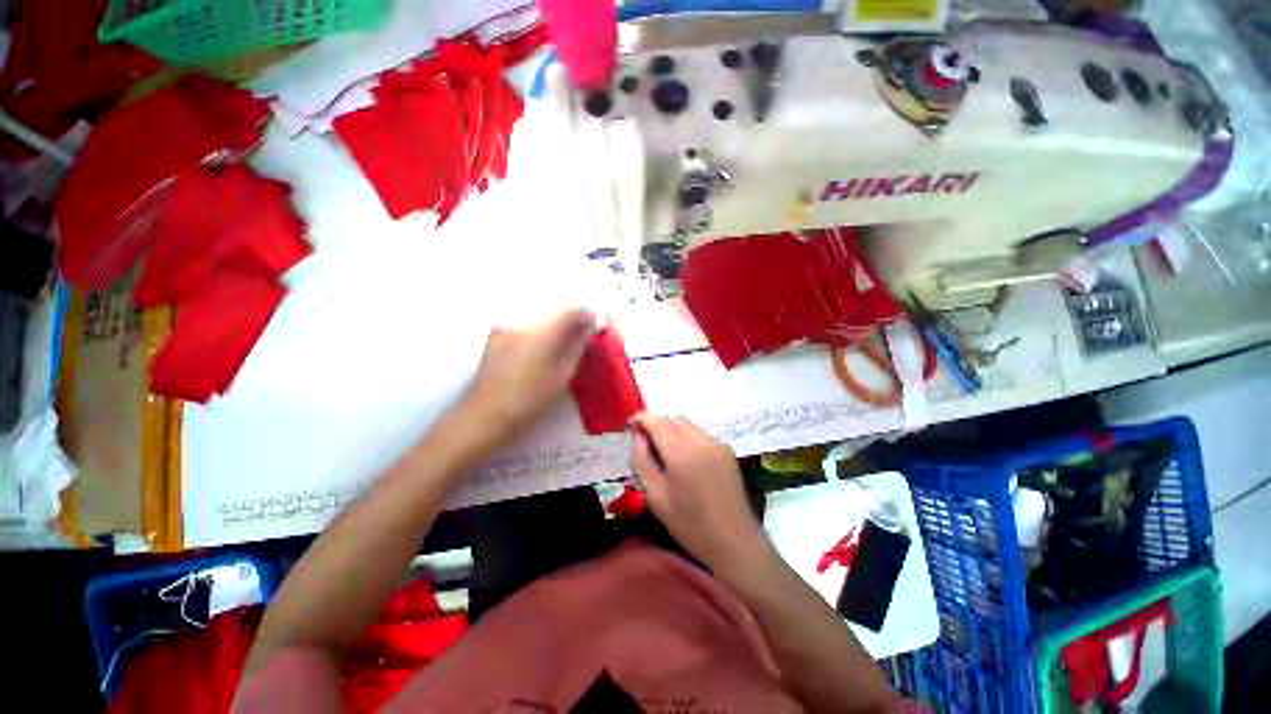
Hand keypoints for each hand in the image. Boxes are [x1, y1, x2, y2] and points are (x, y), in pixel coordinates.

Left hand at [465, 309, 596, 440]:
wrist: (486, 414)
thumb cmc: (530, 398)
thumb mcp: (562, 375)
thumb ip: (577, 347)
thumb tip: (589, 329)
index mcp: (541, 333)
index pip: (568, 311)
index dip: (584, 315)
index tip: (593, 325)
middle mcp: (522, 323)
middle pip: (552, 312)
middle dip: (569, 320)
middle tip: (579, 335)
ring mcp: (505, 328)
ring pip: (537, 319)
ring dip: (552, 327)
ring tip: (560, 345)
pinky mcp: (495, 337)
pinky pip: (524, 327)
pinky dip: (536, 333)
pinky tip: (538, 351)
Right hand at [629, 413, 767, 573]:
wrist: (735, 542)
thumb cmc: (690, 525)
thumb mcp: (656, 497)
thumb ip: (642, 461)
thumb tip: (638, 437)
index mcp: (682, 452)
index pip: (656, 420)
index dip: (640, 418)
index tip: (629, 427)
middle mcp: (701, 440)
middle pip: (672, 419)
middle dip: (655, 423)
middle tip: (643, 441)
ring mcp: (717, 443)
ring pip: (687, 424)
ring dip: (670, 429)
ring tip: (661, 449)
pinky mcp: (726, 450)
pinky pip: (699, 434)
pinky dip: (685, 437)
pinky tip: (682, 457)